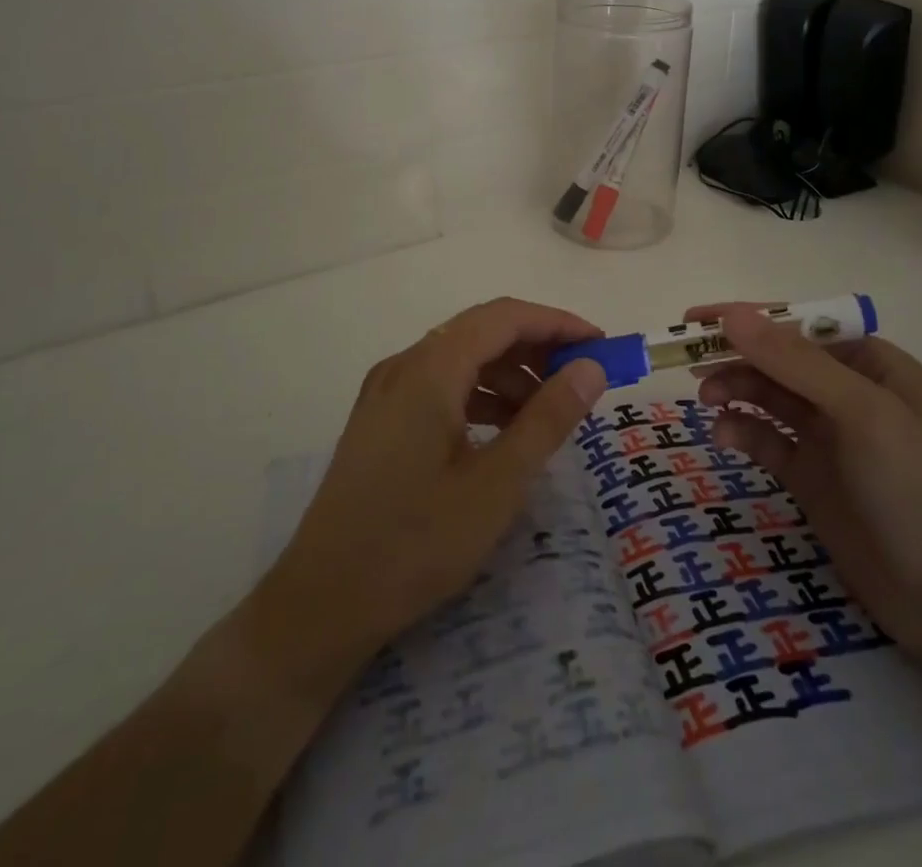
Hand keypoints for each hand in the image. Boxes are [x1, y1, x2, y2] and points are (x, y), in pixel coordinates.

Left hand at [196, 299, 609, 700]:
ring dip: (508, 373)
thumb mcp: (497, 484)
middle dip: (536, 347)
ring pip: (460, 358)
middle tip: (581, 379)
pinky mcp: (380, 420)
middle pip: (481, 331)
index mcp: (430, 369)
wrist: (320, 604)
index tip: (600, 346)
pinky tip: (502, 431)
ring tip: (547, 412)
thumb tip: (590, 367)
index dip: (557, 323)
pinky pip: (440, 385)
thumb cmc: (415, 543)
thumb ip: (547, 418)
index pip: (504, 317)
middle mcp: (404, 365)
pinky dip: (479, 395)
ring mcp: (386, 392)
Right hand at [688, 303, 921, 664]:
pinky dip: (743, 432)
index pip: (799, 326)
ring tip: (707, 399)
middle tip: (688, 361)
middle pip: (778, 360)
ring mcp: (828, 436)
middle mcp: (848, 393)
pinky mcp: (810, 476)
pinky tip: (725, 437)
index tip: (697, 319)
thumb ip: (795, 362)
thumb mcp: (861, 412)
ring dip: (735, 391)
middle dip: (736, 356)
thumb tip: (732, 316)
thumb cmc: (916, 488)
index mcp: (871, 364)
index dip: (748, 318)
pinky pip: (766, 440)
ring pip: (768, 397)